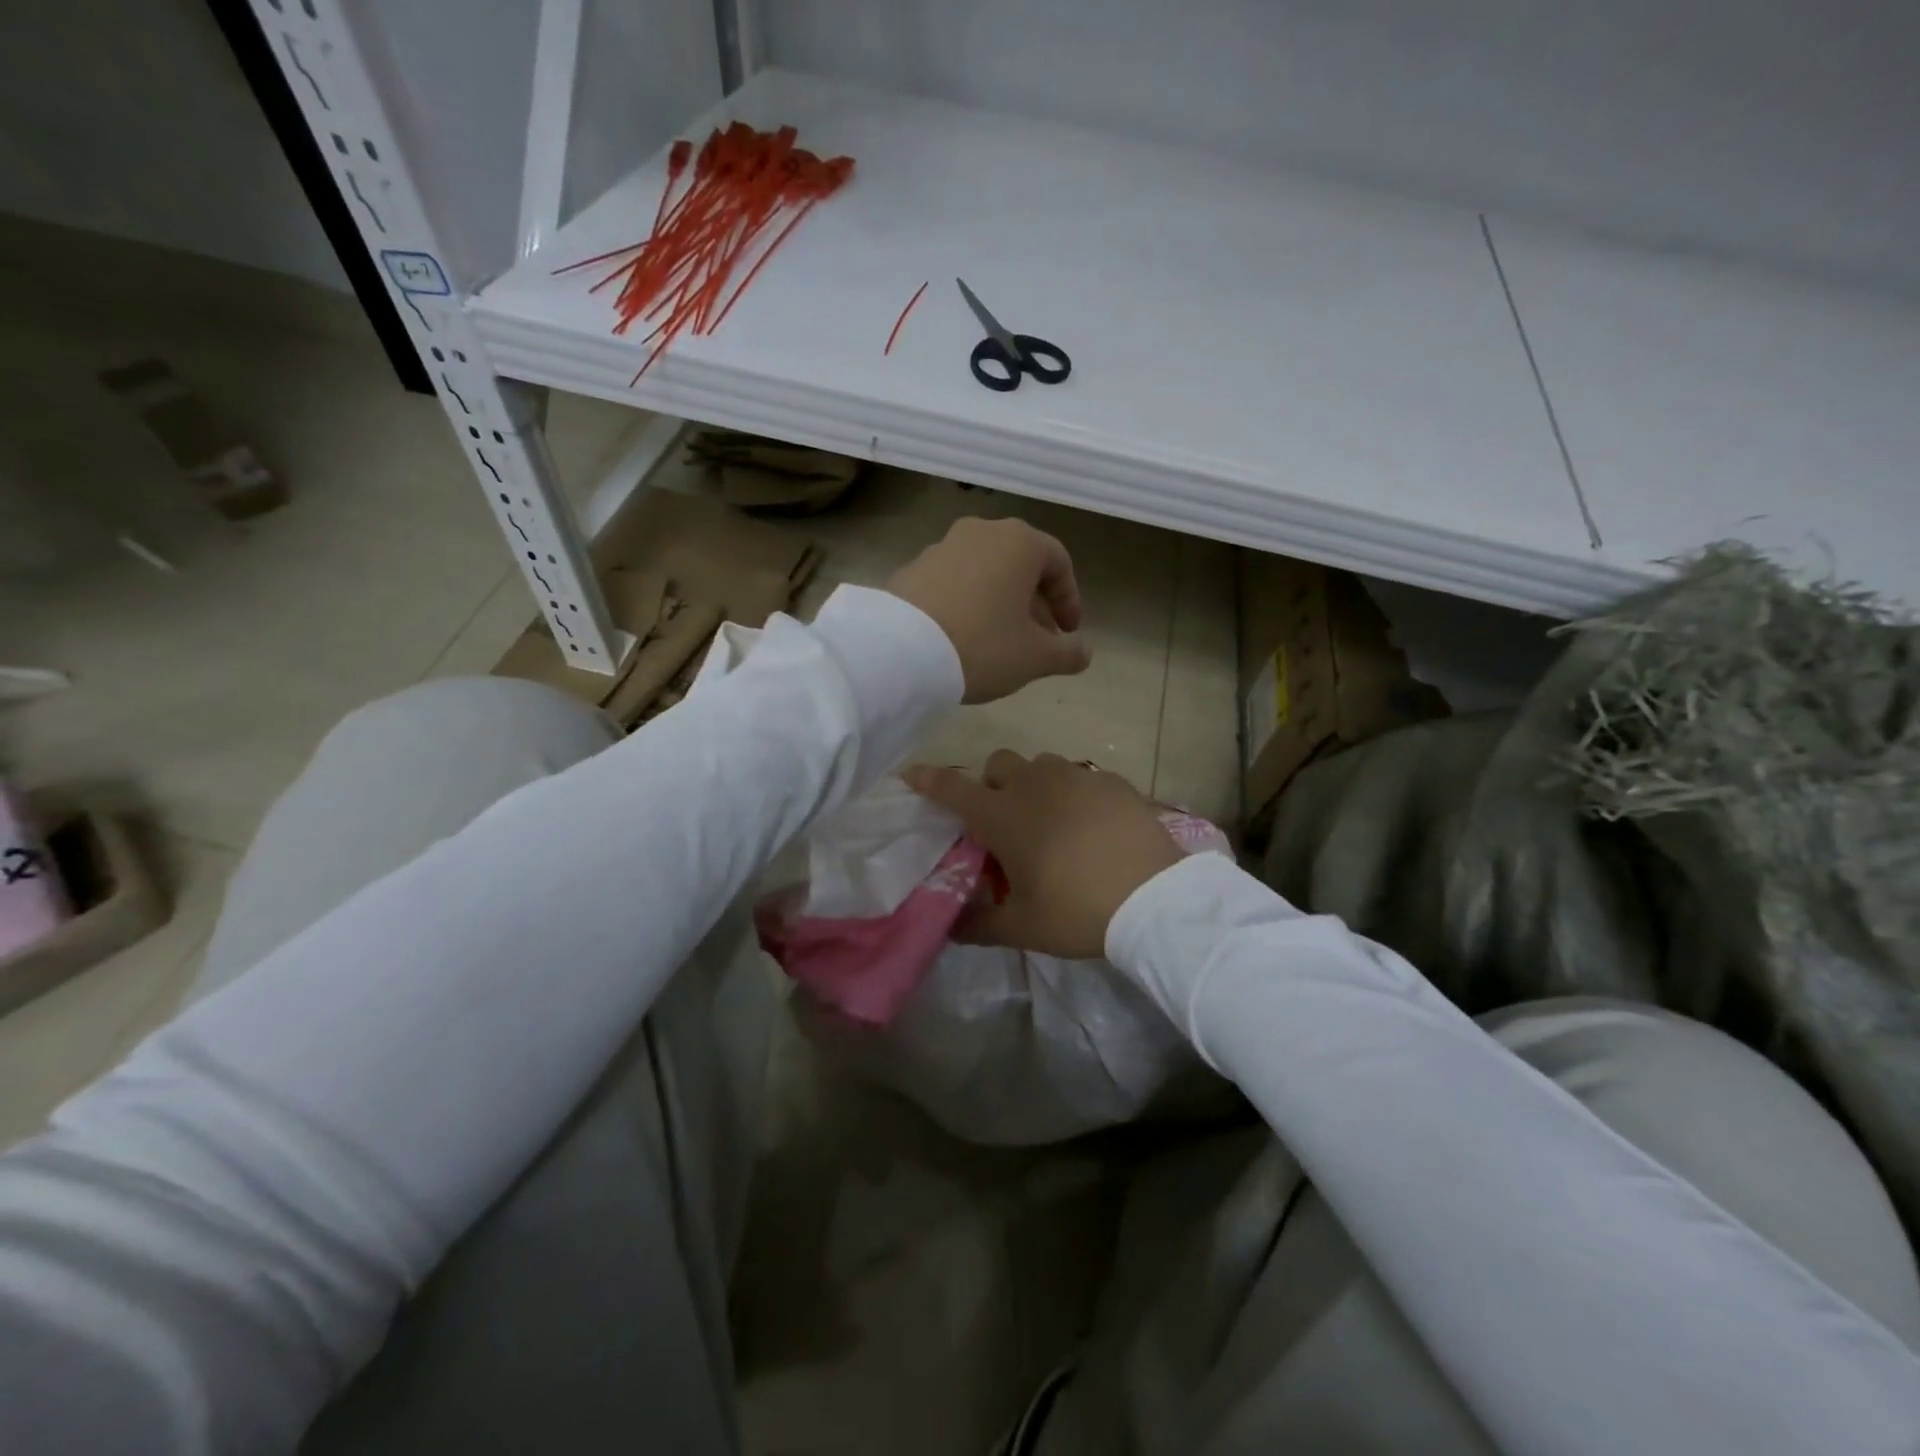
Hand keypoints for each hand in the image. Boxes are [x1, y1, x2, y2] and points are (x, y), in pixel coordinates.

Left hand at [887, 517, 1090, 703]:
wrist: (901, 652)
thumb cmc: (984, 645)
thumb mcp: (1035, 657)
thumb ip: (1067, 653)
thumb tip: (1083, 653)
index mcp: (1019, 542)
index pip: (1058, 563)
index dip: (1069, 600)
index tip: (1069, 633)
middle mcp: (981, 532)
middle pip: (1020, 565)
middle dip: (1035, 603)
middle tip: (1039, 641)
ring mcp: (942, 547)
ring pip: (985, 572)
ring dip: (1001, 602)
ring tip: (1001, 641)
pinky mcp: (912, 568)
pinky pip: (954, 582)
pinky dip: (968, 602)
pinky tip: (964, 636)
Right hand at [903, 752, 1181, 959]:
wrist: (1156, 898)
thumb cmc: (1077, 910)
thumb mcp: (1023, 927)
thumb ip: (980, 925)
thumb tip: (951, 929)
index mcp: (1004, 816)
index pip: (954, 789)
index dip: (929, 780)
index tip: (912, 774)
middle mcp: (1035, 785)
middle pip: (998, 764)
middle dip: (992, 783)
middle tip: (1004, 819)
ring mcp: (1077, 778)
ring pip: (1041, 765)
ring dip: (1034, 784)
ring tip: (1051, 819)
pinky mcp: (1113, 781)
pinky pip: (1082, 776)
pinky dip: (1075, 793)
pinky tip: (1091, 824)